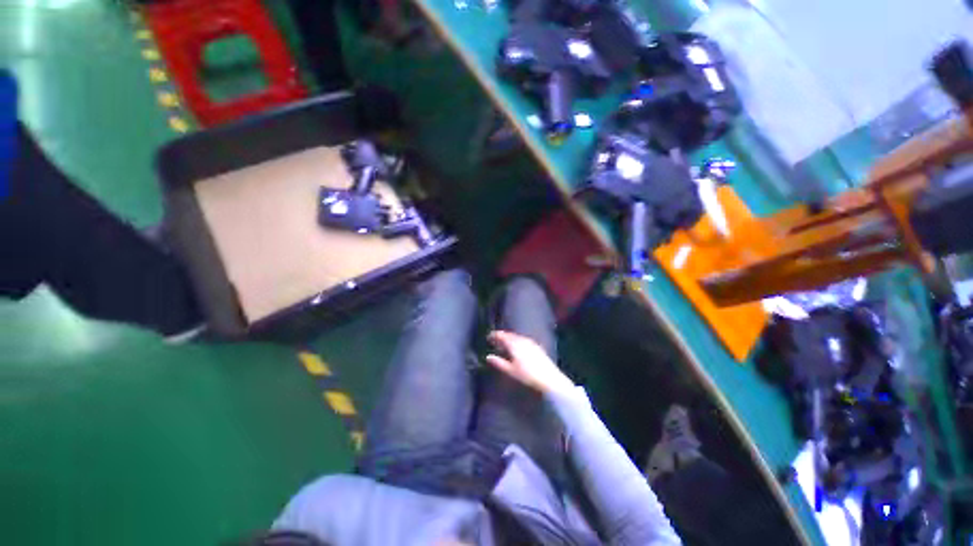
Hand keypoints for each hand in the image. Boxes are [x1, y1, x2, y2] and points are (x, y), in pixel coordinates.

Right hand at [486, 330, 575, 394]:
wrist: (549, 378)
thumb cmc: (527, 376)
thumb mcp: (510, 371)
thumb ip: (499, 363)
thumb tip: (488, 357)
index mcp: (514, 345)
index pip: (503, 336)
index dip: (495, 335)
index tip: (489, 336)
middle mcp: (522, 341)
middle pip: (511, 335)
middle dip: (503, 336)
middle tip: (496, 338)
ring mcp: (531, 343)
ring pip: (518, 337)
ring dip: (511, 338)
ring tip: (506, 342)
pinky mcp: (537, 347)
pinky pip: (524, 340)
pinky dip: (519, 340)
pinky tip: (519, 345)